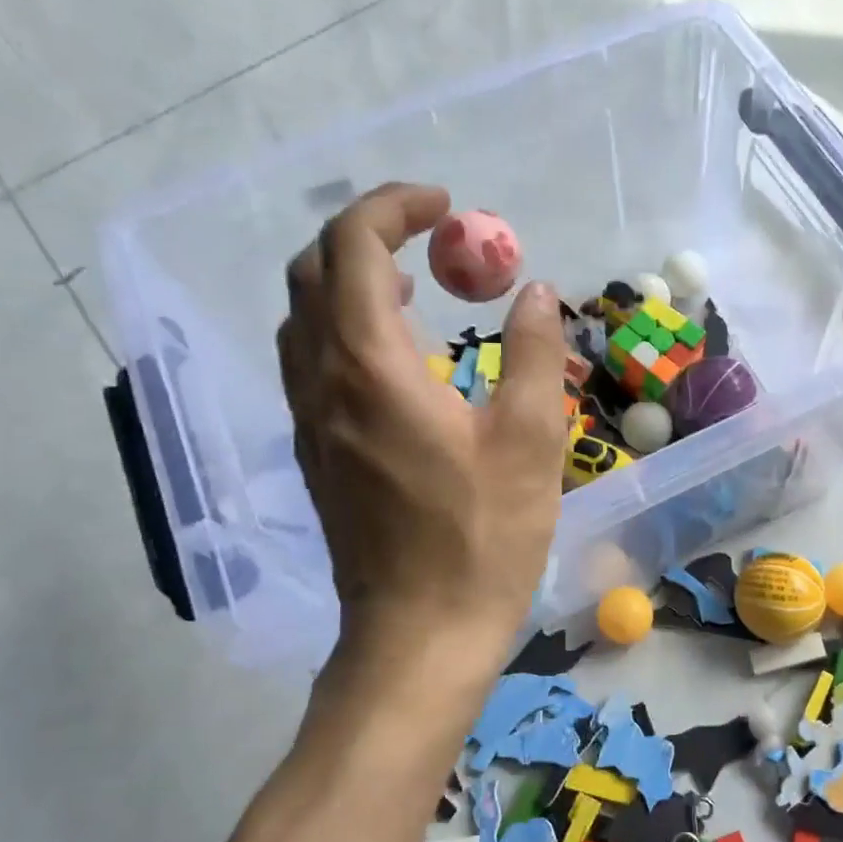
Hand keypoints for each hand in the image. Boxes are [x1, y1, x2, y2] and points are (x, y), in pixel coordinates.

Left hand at [278, 184, 568, 662]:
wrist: (419, 634)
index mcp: (370, 368)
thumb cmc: (481, 540)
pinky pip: (313, 363)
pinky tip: (400, 360)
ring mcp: (310, 421)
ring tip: (416, 286)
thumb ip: (534, 355)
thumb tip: (536, 293)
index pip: (354, 246)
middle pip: (315, 272)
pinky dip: (346, 329)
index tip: (448, 207)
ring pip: (306, 319)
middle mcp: (322, 383)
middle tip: (432, 241)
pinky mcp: (316, 454)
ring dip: (352, 281)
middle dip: (367, 234)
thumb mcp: (530, 443)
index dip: (394, 207)